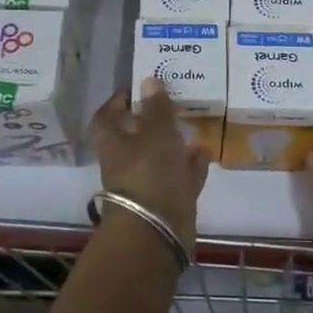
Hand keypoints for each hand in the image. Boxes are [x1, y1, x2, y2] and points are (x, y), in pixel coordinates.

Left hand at [90, 78, 209, 248]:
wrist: (158, 231)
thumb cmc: (150, 173)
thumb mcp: (157, 133)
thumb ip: (156, 108)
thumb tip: (148, 81)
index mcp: (114, 144)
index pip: (107, 117)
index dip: (118, 102)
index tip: (134, 89)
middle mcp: (126, 163)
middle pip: (135, 137)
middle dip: (152, 121)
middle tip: (172, 103)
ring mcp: (147, 184)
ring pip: (159, 157)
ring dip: (174, 143)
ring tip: (192, 124)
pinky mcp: (168, 201)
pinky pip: (179, 177)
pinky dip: (190, 165)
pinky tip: (205, 151)